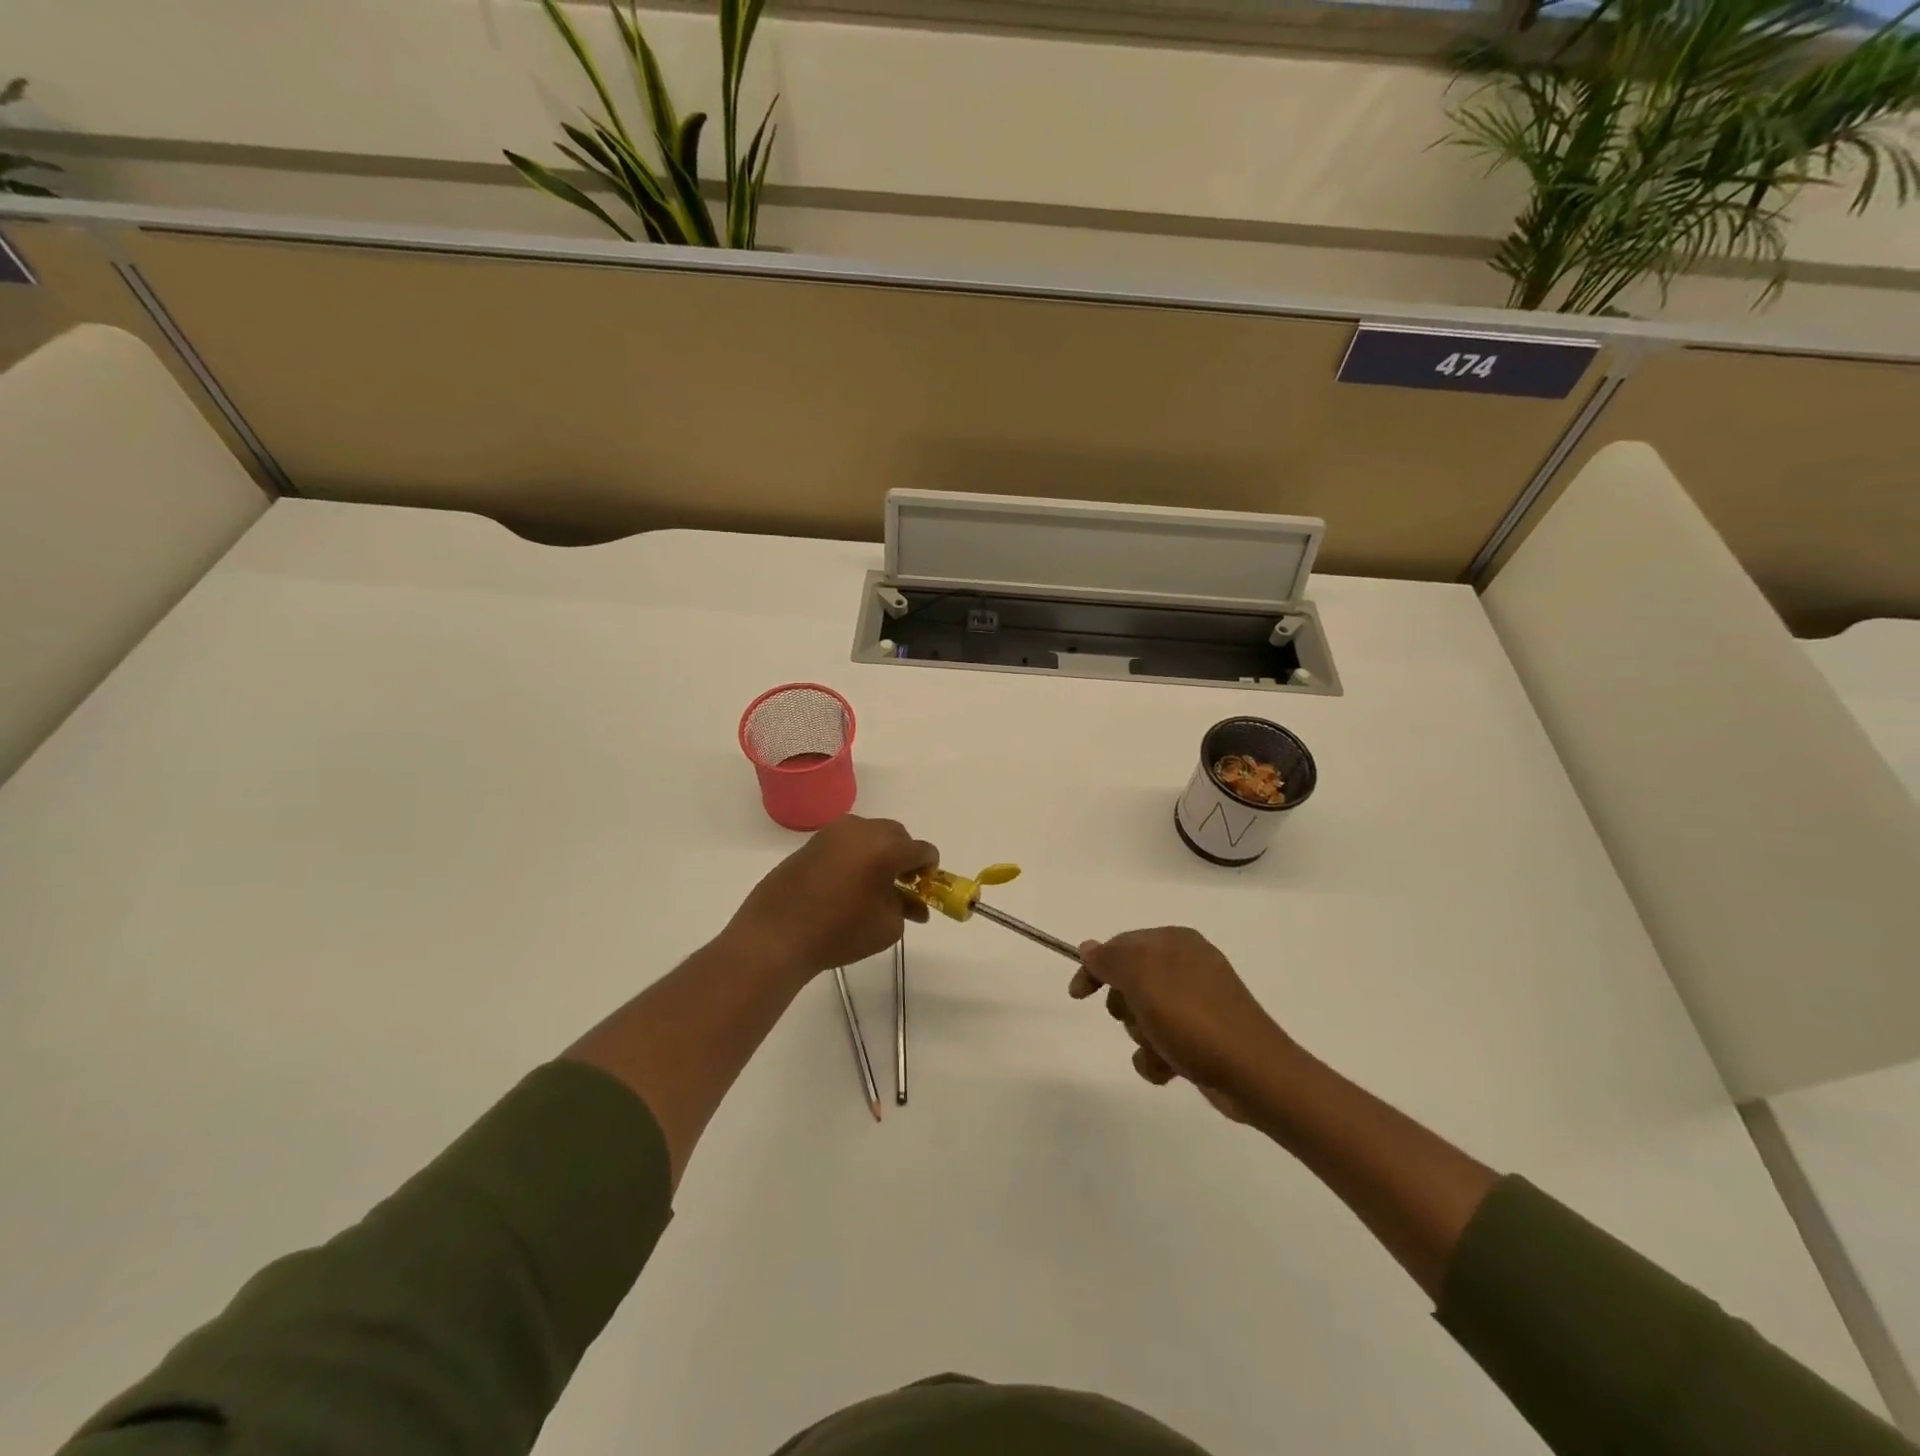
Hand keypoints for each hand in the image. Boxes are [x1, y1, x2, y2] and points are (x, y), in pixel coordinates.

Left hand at [725, 815, 937, 978]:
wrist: (776, 934)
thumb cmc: (839, 932)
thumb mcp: (886, 927)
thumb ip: (907, 908)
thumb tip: (914, 904)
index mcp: (886, 847)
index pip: (922, 850)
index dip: (930, 869)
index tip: (925, 889)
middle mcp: (861, 830)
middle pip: (897, 835)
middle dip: (904, 857)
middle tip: (901, 886)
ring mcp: (833, 832)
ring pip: (870, 834)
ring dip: (879, 853)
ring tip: (871, 885)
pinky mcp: (812, 841)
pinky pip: (846, 841)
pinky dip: (855, 855)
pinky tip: (847, 883)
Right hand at [1071, 927, 1292, 1121]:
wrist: (1254, 1074)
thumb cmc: (1193, 1018)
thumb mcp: (1143, 978)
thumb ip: (1110, 959)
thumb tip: (1089, 947)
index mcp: (1176, 941)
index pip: (1120, 945)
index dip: (1095, 969)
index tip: (1078, 995)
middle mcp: (1188, 965)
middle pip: (1131, 982)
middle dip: (1125, 1007)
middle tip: (1135, 1019)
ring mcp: (1199, 1002)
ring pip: (1144, 1015)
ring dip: (1142, 1037)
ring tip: (1159, 1049)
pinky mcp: (1204, 1037)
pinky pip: (1163, 1043)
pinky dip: (1158, 1058)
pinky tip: (1169, 1070)